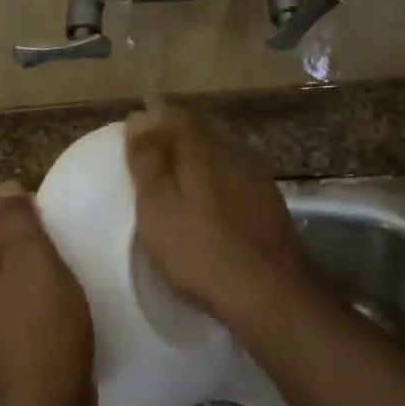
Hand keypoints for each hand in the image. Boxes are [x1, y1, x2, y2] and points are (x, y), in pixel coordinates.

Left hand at [0, 182, 94, 405]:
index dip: (34, 243)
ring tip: (66, 309)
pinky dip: (33, 325)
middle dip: (33, 271)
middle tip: (66, 283)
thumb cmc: (40, 326)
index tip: (59, 258)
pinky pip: (13, 327)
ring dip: (35, 299)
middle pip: (2, 268)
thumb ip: (17, 220)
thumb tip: (5, 188)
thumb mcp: (33, 260)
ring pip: (9, 298)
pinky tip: (56, 333)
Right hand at [125, 107, 314, 329]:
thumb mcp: (158, 208)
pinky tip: (210, 199)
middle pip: (201, 127)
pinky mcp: (270, 198)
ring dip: (198, 154)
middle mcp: (234, 150)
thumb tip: (139, 118)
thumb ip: (147, 161)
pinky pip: (236, 171)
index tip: (134, 139)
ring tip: (177, 179)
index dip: (153, 120)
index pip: (175, 114)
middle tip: (151, 159)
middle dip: (175, 134)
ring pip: (221, 148)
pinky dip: (217, 175)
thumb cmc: (199, 251)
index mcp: (203, 147)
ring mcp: (257, 173)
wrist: (267, 291)